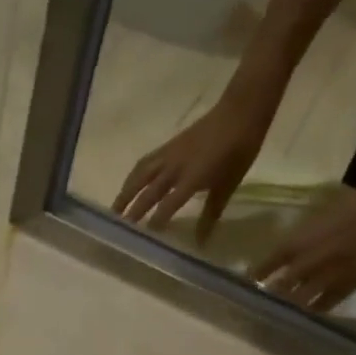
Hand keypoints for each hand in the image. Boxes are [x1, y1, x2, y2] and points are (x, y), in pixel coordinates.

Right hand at [114, 93, 275, 242]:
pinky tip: (130, 184)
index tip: (145, 239)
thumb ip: (210, 215)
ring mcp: (169, 155)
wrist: (240, 112)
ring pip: (140, 176)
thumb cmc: (239, 151)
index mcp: (192, 179)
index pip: (167, 206)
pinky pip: (145, 163)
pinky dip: (134, 176)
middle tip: (119, 229)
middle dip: (133, 211)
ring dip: (126, 193)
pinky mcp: (168, 146)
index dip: (155, 222)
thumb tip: (200, 242)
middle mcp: (175, 168)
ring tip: (115, 209)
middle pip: (148, 192)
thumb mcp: (228, 186)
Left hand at [249, 184, 355, 312]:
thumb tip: (282, 250)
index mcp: (300, 242)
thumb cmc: (354, 204)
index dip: (256, 274)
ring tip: (277, 313)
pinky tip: (305, 314)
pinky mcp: (347, 287)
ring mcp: (328, 278)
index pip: (268, 264)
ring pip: (299, 301)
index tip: (246, 282)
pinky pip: (323, 306)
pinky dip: (311, 311)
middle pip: (280, 288)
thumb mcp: (317, 214)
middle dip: (268, 296)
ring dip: (287, 307)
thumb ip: (299, 235)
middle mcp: (309, 263)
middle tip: (257, 304)